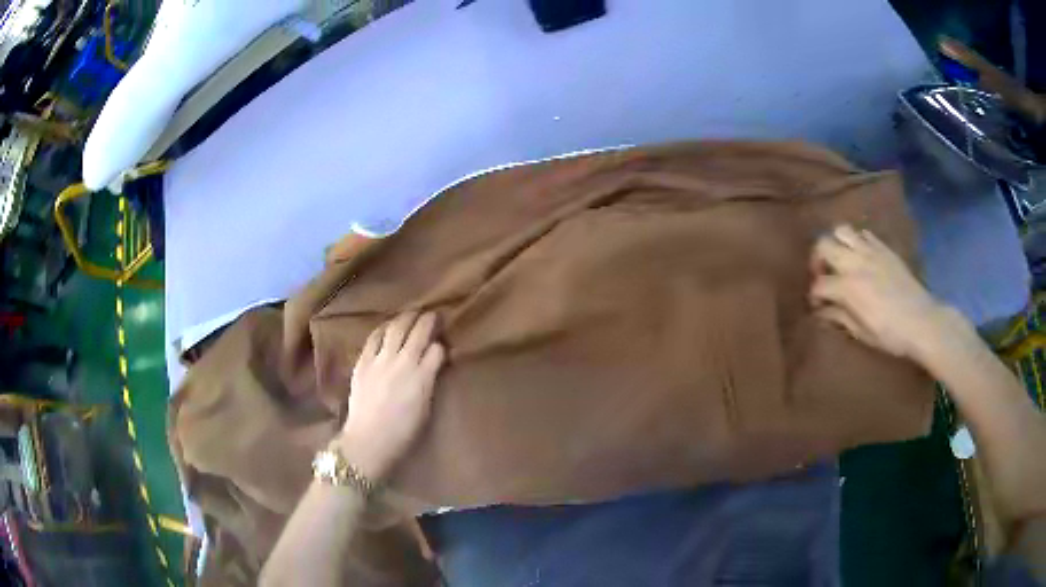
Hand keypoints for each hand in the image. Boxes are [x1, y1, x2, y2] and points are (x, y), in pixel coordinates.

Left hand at [338, 312, 445, 480]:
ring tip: (411, 314)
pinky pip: (374, 337)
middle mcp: (403, 363)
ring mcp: (381, 360)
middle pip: (418, 332)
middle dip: (428, 320)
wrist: (368, 440)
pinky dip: (383, 328)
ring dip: (406, 318)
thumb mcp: (425, 409)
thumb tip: (432, 365)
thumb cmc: (402, 433)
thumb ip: (429, 382)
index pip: (437, 350)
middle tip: (432, 315)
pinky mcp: (363, 361)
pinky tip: (387, 327)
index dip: (441, 345)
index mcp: (422, 378)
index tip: (442, 344)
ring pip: (396, 328)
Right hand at [809, 225, 964, 361]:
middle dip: (817, 260)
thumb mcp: (862, 333)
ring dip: (835, 244)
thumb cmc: (891, 334)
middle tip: (822, 276)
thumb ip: (839, 317)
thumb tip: (821, 311)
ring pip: (841, 231)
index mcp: (848, 287)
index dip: (814, 296)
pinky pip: (863, 234)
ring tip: (840, 261)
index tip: (817, 307)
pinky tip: (861, 258)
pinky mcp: (883, 248)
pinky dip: (856, 242)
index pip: (819, 284)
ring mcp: (870, 251)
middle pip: (823, 245)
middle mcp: (855, 262)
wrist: (922, 321)